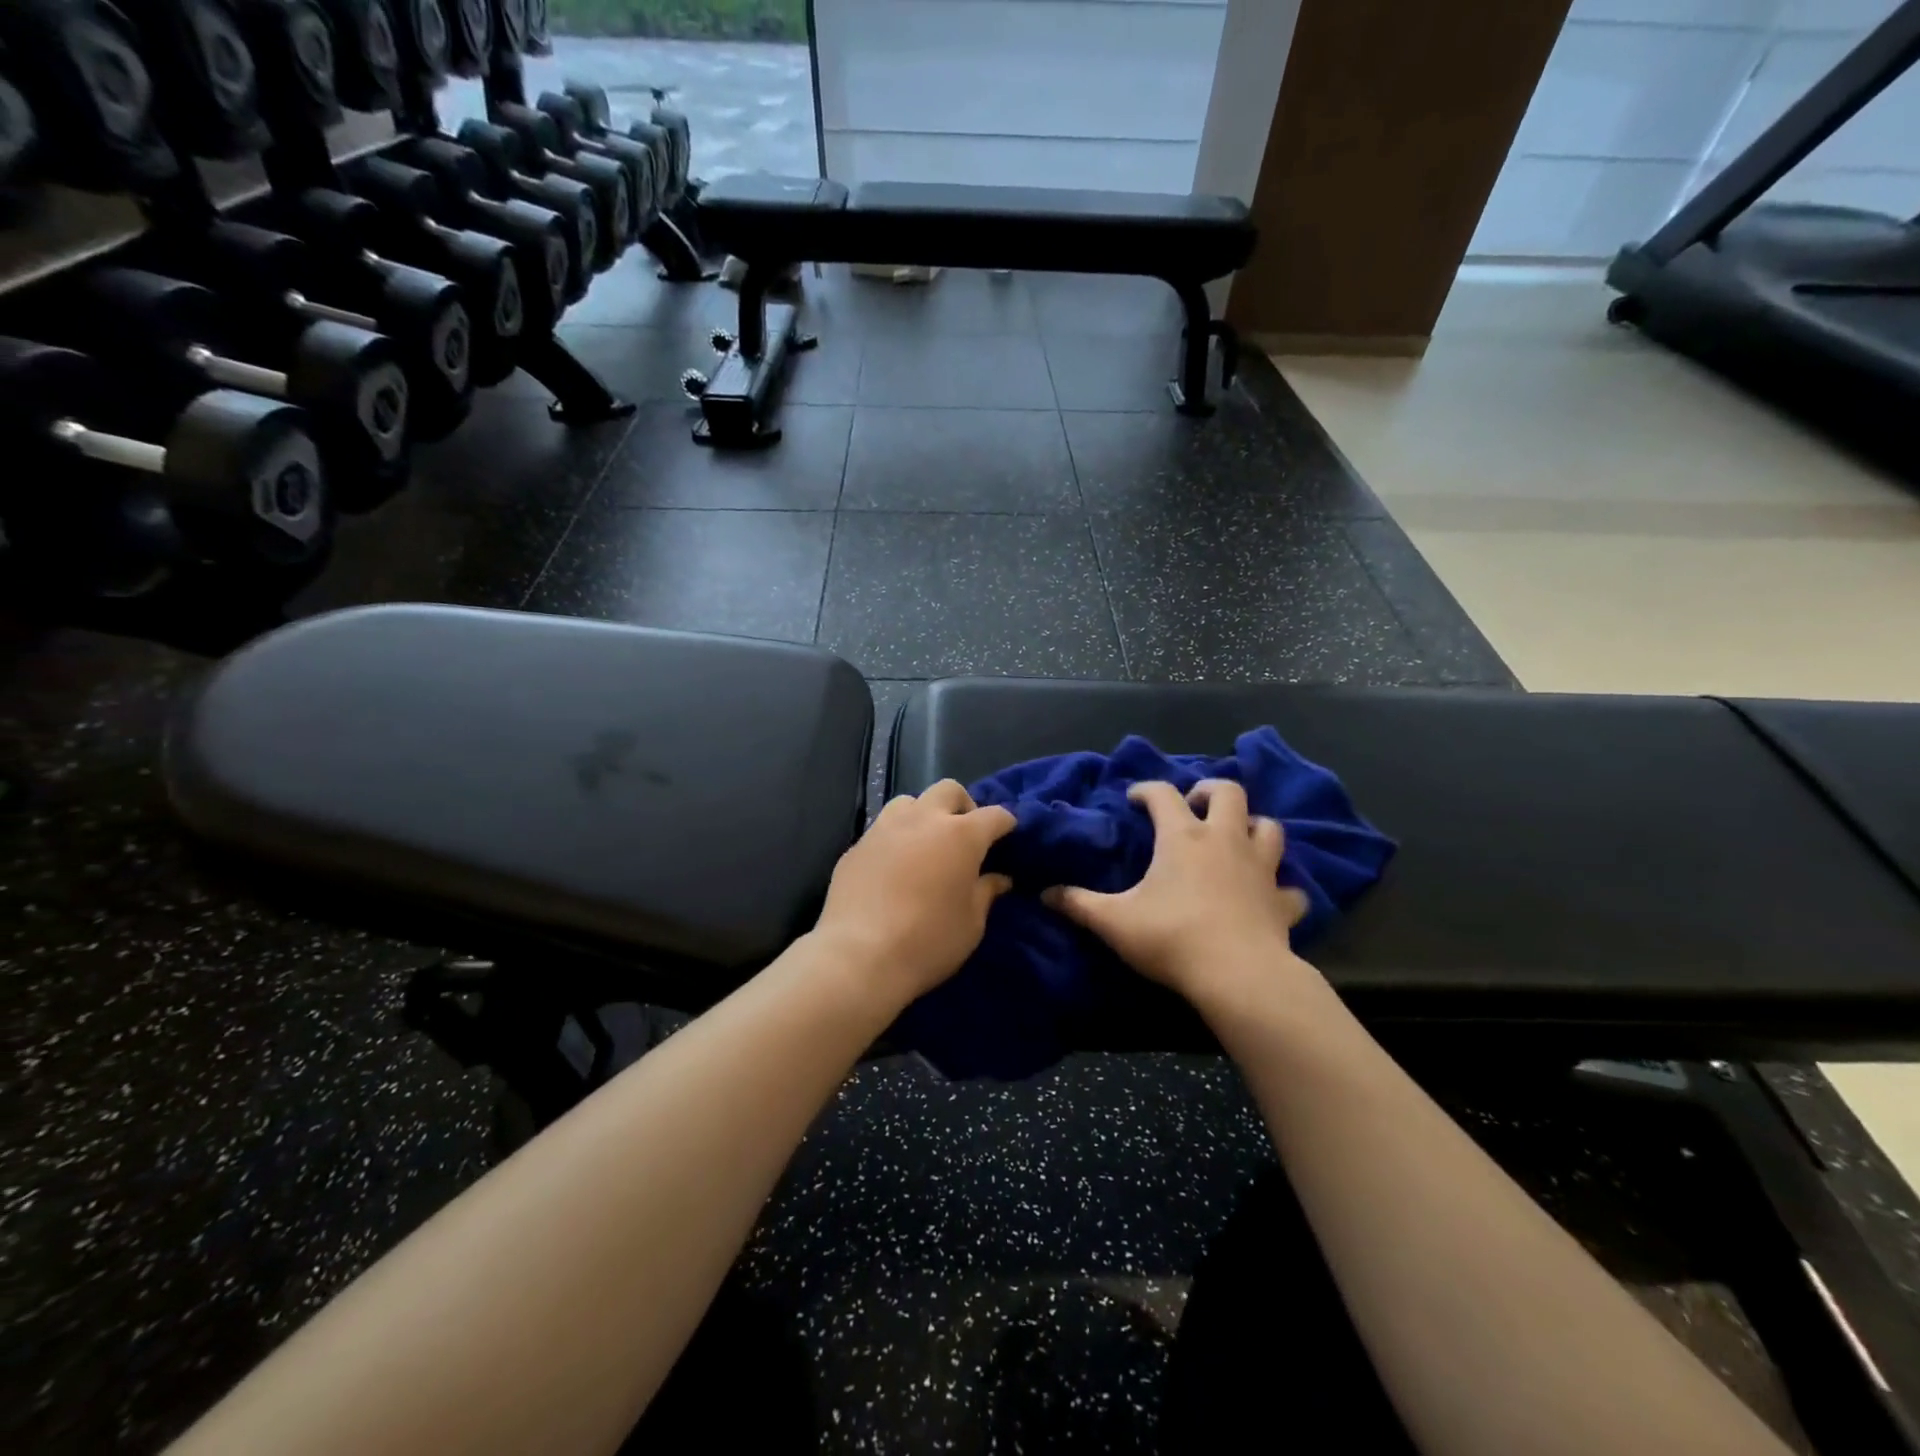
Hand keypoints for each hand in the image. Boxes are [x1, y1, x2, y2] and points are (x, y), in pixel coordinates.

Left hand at [814, 780, 1016, 1002]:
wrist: (859, 956)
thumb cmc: (928, 941)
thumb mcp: (971, 924)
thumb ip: (986, 893)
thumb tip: (999, 879)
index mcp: (961, 835)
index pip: (994, 815)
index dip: (1005, 824)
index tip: (1007, 837)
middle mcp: (923, 820)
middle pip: (949, 790)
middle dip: (963, 805)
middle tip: (965, 835)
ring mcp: (885, 828)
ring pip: (910, 802)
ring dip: (924, 815)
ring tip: (926, 844)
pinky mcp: (857, 846)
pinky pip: (882, 828)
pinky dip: (896, 839)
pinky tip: (894, 867)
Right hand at [1044, 779, 1311, 1005]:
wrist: (1238, 976)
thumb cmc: (1172, 938)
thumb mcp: (1114, 921)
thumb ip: (1078, 904)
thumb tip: (1045, 894)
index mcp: (1183, 837)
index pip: (1163, 794)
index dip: (1146, 790)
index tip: (1134, 799)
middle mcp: (1225, 841)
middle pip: (1229, 793)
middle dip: (1210, 791)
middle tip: (1195, 806)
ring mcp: (1260, 869)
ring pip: (1269, 828)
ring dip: (1254, 826)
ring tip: (1236, 838)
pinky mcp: (1282, 902)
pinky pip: (1290, 888)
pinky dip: (1281, 887)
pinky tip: (1269, 896)